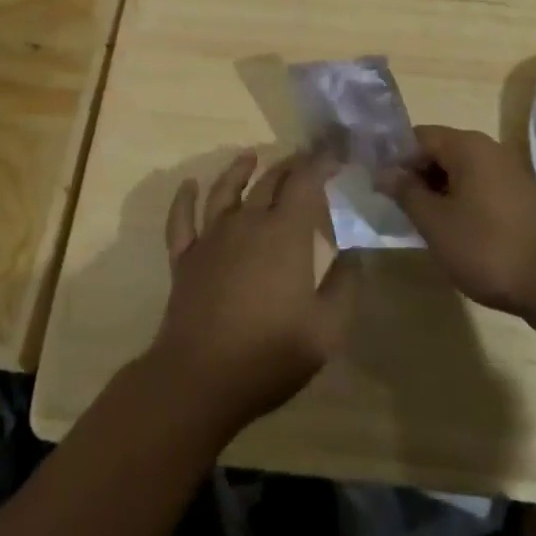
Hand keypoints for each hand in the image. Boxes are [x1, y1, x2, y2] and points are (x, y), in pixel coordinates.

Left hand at [151, 150, 356, 430]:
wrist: (199, 380)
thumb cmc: (269, 355)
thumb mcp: (326, 330)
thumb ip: (344, 287)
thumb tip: (353, 254)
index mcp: (285, 233)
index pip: (305, 182)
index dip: (320, 163)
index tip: (334, 157)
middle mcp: (248, 223)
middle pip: (269, 181)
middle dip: (289, 165)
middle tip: (303, 158)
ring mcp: (211, 238)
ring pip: (225, 191)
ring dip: (239, 169)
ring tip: (250, 155)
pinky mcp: (185, 258)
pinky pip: (181, 219)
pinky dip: (184, 199)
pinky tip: (188, 185)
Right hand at [376, 125, 535, 319]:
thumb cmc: (488, 247)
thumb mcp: (435, 223)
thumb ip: (406, 193)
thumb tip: (384, 172)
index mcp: (466, 146)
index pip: (418, 137)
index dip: (395, 159)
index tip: (380, 188)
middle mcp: (489, 150)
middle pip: (440, 152)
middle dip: (417, 178)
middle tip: (399, 211)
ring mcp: (510, 173)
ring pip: (461, 174)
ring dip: (439, 194)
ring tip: (425, 227)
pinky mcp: (523, 199)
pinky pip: (481, 190)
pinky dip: (463, 205)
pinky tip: (457, 236)